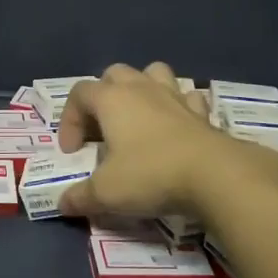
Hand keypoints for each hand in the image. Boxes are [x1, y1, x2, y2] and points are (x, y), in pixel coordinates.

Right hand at [55, 62, 277, 218]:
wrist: (215, 176)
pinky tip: (175, 126)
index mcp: (111, 99)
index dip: (69, 120)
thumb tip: (63, 204)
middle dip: (103, 96)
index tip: (73, 152)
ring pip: (153, 73)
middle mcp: (141, 88)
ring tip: (138, 116)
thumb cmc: (150, 174)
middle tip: (102, 129)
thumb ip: (80, 197)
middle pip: (114, 74)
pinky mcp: (202, 112)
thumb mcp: (106, 193)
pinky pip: (186, 96)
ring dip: (142, 88)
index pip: (78, 93)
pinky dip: (178, 106)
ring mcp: (174, 96)